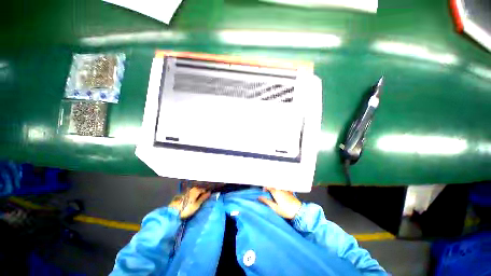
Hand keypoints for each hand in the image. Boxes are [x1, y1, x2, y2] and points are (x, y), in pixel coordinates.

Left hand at [169, 187, 210, 218]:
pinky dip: (191, 197)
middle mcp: (191, 189)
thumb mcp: (197, 204)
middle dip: (200, 193)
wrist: (173, 212)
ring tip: (196, 201)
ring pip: (193, 192)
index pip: (203, 190)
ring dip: (195, 195)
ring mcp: (185, 191)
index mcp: (196, 190)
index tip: (206, 198)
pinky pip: (189, 194)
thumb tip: (209, 192)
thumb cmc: (187, 209)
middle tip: (201, 200)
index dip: (205, 193)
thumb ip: (203, 198)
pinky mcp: (181, 195)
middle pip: (198, 190)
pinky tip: (190, 201)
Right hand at [258, 187, 301, 218]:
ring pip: (278, 186)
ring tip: (274, 194)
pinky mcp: (290, 192)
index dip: (265, 188)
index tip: (263, 192)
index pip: (268, 186)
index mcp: (275, 192)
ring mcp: (285, 190)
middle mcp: (280, 189)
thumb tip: (259, 197)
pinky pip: (283, 188)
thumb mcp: (275, 207)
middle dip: (269, 187)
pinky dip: (281, 189)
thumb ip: (266, 201)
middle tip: (267, 192)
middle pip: (273, 185)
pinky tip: (282, 194)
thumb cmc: (286, 210)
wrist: (298, 211)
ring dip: (274, 188)